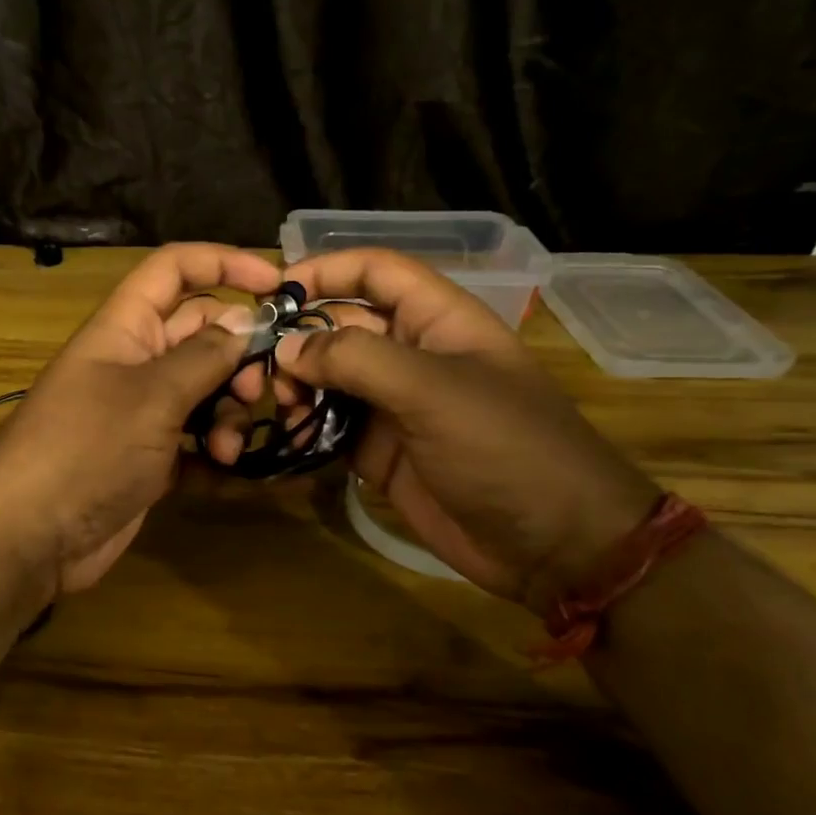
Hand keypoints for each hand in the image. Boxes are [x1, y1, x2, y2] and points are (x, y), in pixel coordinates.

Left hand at [0, 243, 281, 594]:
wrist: (31, 536)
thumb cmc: (87, 448)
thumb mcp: (152, 395)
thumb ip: (205, 356)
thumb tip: (245, 322)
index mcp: (125, 327)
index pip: (175, 270)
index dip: (223, 264)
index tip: (276, 285)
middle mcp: (135, 363)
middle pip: (202, 334)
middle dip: (238, 358)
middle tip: (255, 391)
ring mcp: (143, 414)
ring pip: (206, 392)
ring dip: (228, 415)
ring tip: (225, 449)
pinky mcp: (151, 459)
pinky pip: (197, 441)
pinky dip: (216, 453)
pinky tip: (229, 474)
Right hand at [277, 248, 659, 606]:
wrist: (552, 544)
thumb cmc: (505, 448)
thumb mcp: (432, 391)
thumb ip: (355, 360)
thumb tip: (287, 349)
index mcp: (438, 321)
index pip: (375, 272)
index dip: (326, 270)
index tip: (273, 291)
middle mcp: (412, 355)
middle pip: (342, 325)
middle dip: (300, 338)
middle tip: (262, 367)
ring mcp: (394, 405)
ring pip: (330, 378)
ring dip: (298, 385)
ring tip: (280, 404)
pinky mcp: (380, 451)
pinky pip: (331, 426)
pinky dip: (306, 427)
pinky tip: (288, 436)